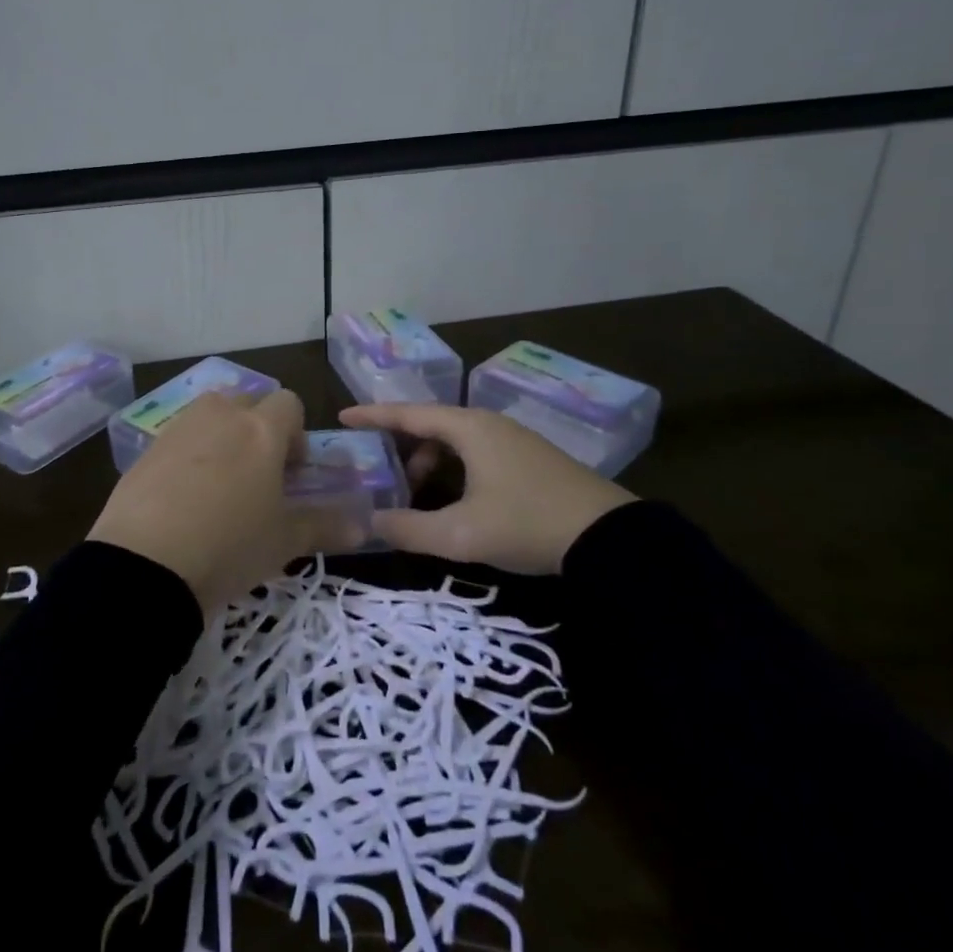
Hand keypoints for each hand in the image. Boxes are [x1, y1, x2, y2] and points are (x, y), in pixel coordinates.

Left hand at [90, 389, 361, 613]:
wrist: (145, 564)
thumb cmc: (230, 545)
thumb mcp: (283, 542)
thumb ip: (325, 526)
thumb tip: (363, 526)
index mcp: (261, 430)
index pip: (289, 403)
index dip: (296, 434)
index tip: (291, 472)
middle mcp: (220, 416)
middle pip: (247, 402)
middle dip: (258, 430)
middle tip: (257, 477)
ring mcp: (179, 428)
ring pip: (210, 415)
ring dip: (222, 436)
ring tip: (220, 485)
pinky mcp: (146, 449)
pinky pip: (179, 438)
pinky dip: (188, 455)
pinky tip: (183, 498)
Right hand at [340, 403, 636, 574]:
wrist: (610, 538)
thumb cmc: (527, 524)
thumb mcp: (461, 534)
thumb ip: (409, 528)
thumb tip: (369, 523)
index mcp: (469, 428)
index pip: (408, 413)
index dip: (373, 416)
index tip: (343, 417)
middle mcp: (489, 424)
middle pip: (430, 426)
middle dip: (402, 449)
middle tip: (382, 476)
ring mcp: (513, 439)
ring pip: (455, 442)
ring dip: (430, 464)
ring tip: (419, 499)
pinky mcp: (529, 458)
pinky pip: (475, 452)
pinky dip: (454, 470)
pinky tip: (454, 501)